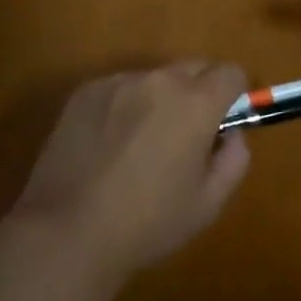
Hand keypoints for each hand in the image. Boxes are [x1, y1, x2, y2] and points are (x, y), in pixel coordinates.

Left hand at [9, 61, 251, 289]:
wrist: (67, 232)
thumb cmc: (147, 223)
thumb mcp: (209, 203)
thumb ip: (234, 158)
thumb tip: (230, 133)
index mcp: (196, 103)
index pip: (231, 73)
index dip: (233, 96)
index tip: (221, 125)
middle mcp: (159, 80)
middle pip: (193, 68)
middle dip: (198, 94)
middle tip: (183, 138)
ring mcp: (118, 82)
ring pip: (154, 80)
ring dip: (158, 101)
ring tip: (137, 147)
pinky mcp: (85, 91)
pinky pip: (118, 89)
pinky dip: (122, 108)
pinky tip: (105, 148)